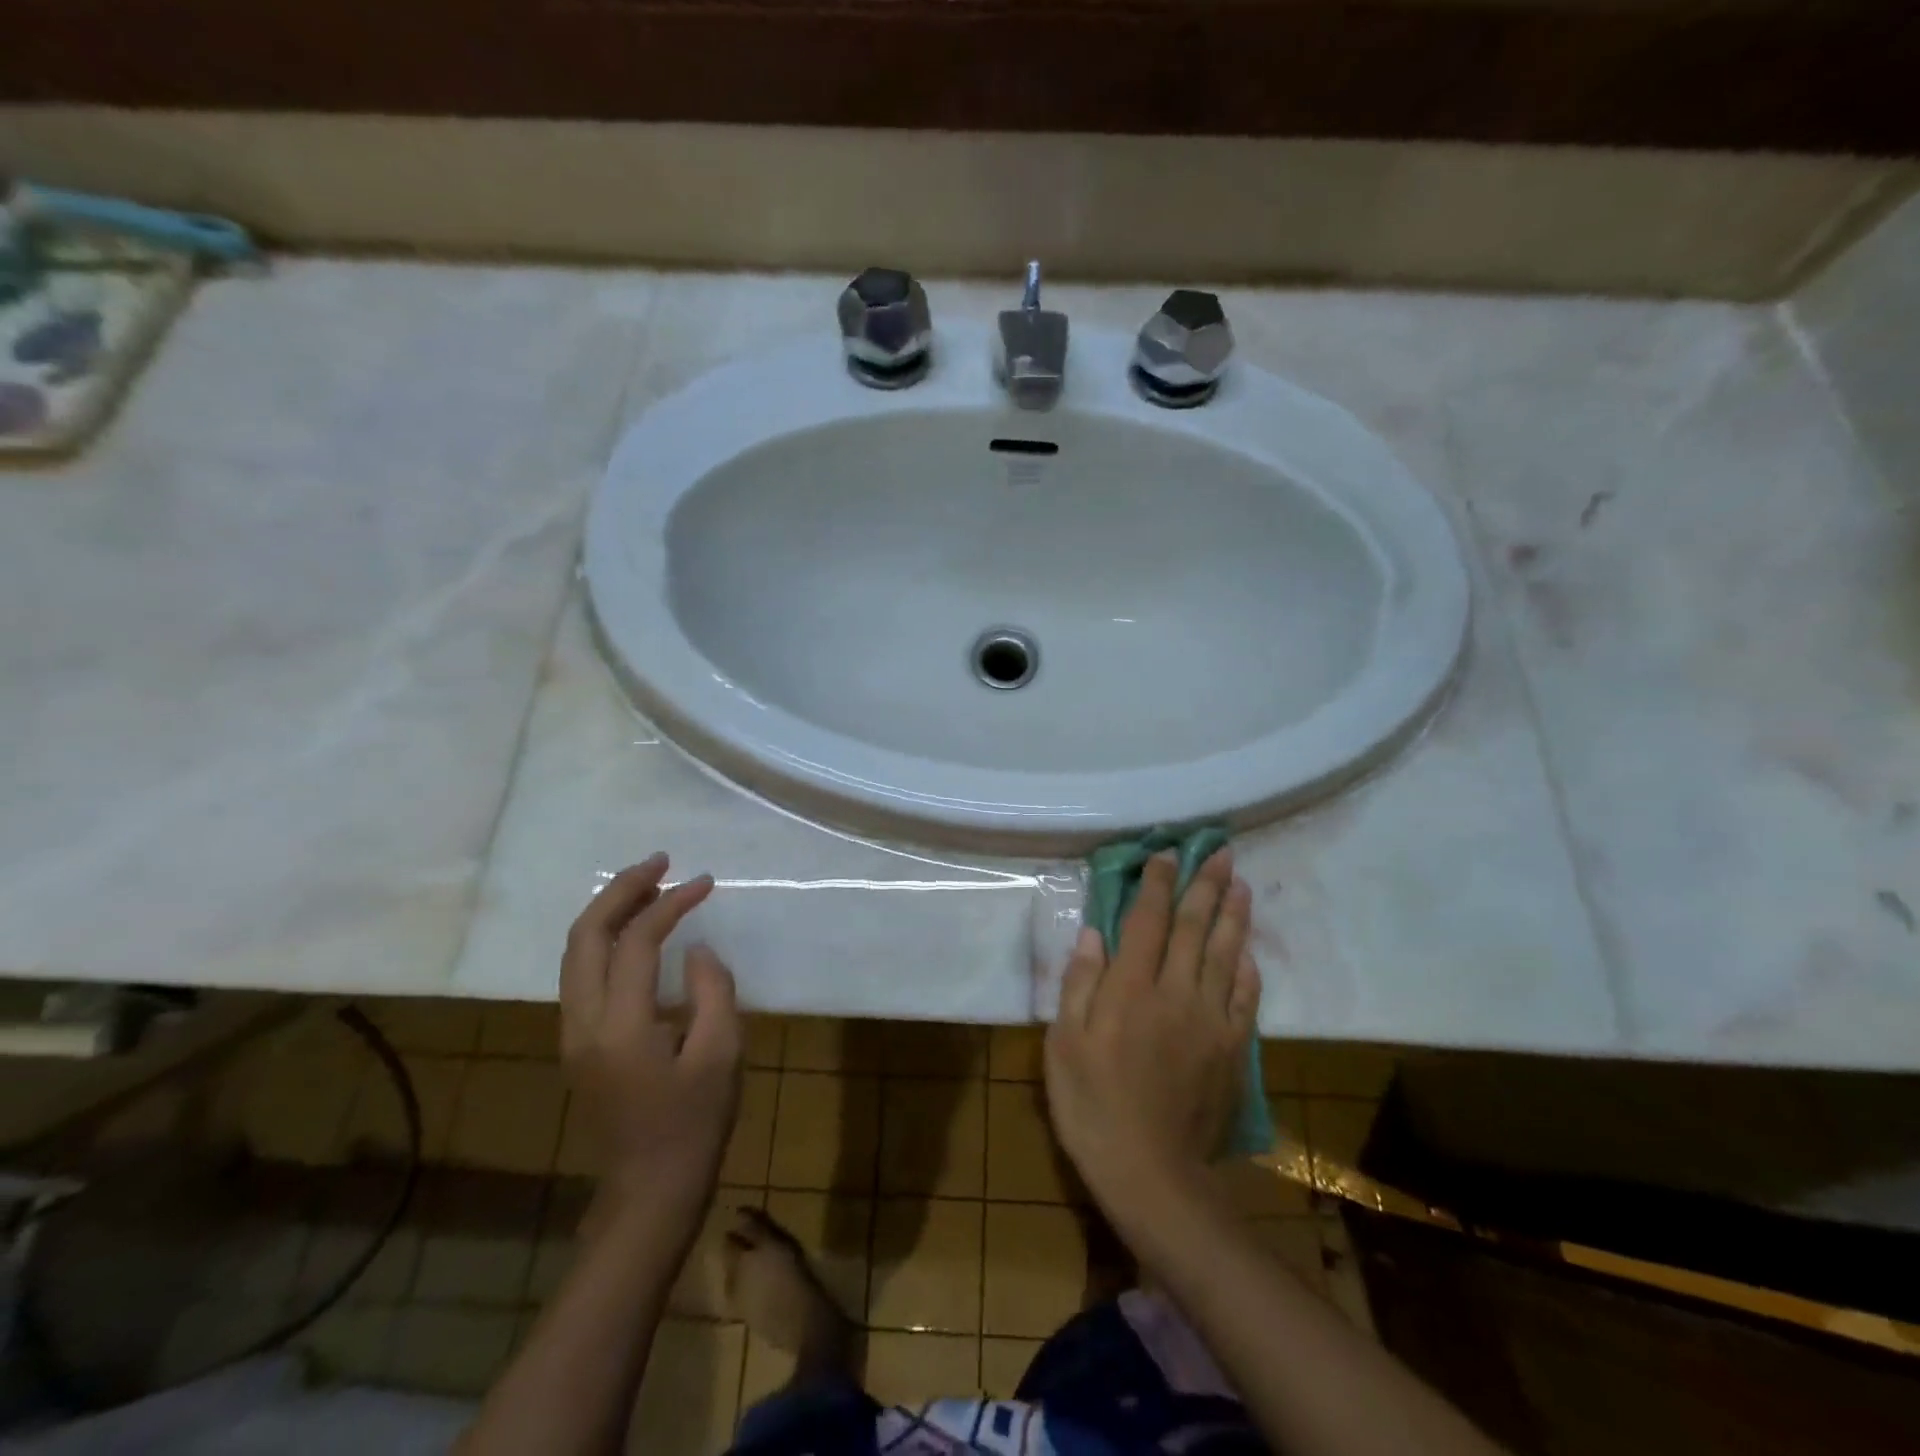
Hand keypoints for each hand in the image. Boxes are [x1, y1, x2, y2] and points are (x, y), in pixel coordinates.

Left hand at [559, 853, 740, 1211]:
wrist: (650, 1190)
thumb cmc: (694, 1123)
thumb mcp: (722, 1053)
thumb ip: (712, 989)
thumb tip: (693, 949)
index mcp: (620, 1026)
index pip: (636, 942)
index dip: (670, 904)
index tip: (704, 882)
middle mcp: (582, 1023)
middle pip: (585, 936)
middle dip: (621, 890)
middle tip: (659, 861)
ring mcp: (573, 1034)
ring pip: (576, 953)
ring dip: (609, 911)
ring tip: (649, 884)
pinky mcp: (578, 1043)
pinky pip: (582, 973)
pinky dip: (605, 939)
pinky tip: (635, 930)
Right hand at [1044, 849, 1259, 1205]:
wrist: (1151, 1174)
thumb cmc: (1092, 1105)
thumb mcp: (1064, 1044)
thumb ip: (1080, 983)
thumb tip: (1094, 933)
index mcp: (1130, 988)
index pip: (1147, 921)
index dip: (1157, 884)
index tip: (1166, 853)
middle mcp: (1175, 993)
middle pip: (1193, 928)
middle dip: (1206, 886)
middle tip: (1221, 852)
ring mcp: (1210, 1021)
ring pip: (1225, 955)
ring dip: (1233, 916)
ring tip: (1242, 885)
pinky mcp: (1233, 1050)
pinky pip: (1245, 999)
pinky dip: (1248, 969)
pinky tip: (1248, 951)